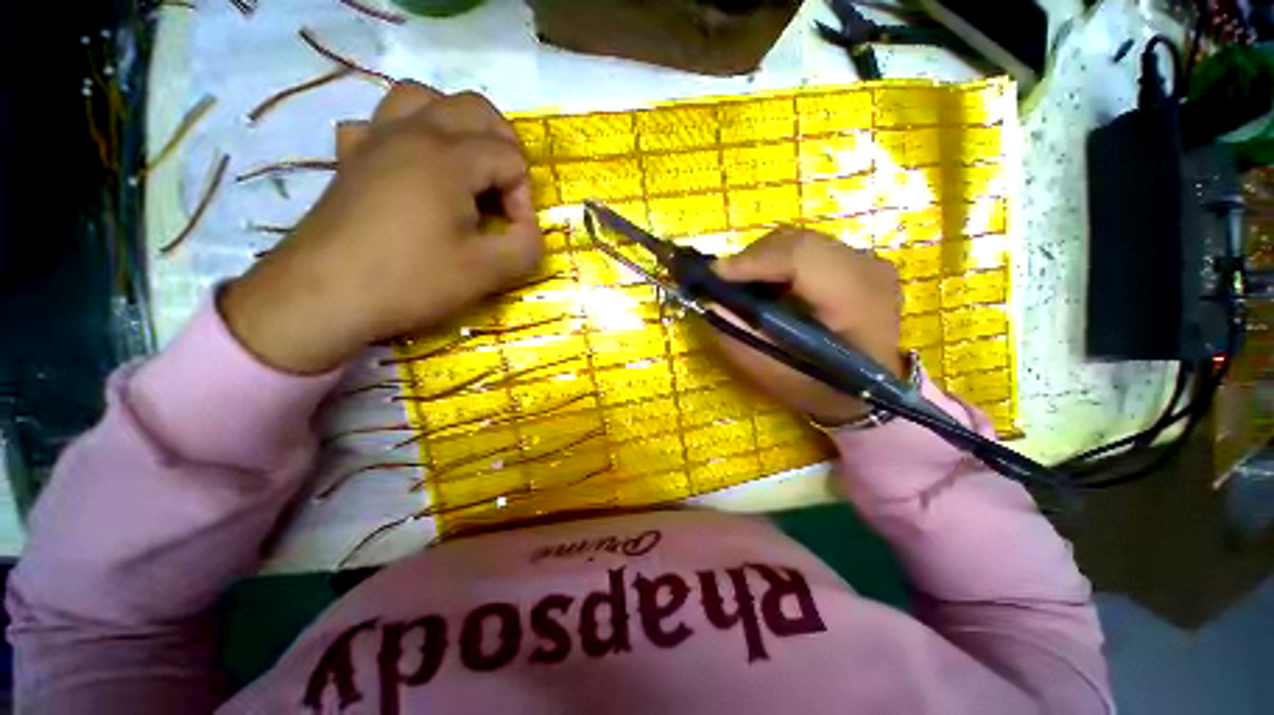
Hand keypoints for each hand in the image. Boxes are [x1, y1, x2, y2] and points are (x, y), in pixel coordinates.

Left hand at [221, 83, 542, 373]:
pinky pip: (378, 123)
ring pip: (422, 98)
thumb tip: (532, 231)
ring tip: (466, 166)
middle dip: (503, 146)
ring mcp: (375, 140)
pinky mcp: (350, 159)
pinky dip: (403, 134)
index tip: (515, 233)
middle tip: (505, 191)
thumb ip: (526, 247)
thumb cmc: (411, 281)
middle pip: (474, 109)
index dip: (524, 198)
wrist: (323, 298)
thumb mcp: (487, 272)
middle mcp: (412, 132)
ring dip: (455, 125)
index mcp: (448, 157)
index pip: (510, 158)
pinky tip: (410, 167)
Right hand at [707, 228, 905, 426]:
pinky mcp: (859, 261)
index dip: (753, 261)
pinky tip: (769, 287)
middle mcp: (868, 270)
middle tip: (723, 285)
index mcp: (857, 302)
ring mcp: (867, 261)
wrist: (875, 388)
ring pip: (800, 241)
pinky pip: (808, 249)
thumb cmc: (826, 389)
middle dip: (751, 259)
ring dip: (763, 260)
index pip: (801, 257)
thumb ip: (743, 342)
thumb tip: (711, 304)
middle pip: (797, 242)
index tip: (714, 276)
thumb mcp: (779, 377)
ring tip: (744, 288)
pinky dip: (779, 262)